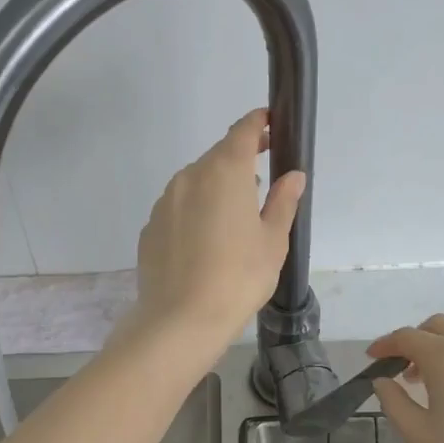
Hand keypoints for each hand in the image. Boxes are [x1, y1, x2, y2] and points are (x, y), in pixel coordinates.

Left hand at [124, 109, 305, 353]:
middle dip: (240, 162)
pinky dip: (195, 213)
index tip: (271, 122)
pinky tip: (205, 244)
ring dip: (216, 190)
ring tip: (234, 221)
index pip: (242, 132)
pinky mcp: (150, 227)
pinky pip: (178, 209)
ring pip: (195, 183)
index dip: (258, 123)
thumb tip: (293, 176)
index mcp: (224, 172)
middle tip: (260, 183)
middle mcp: (189, 177)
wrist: (181, 319)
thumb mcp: (273, 241)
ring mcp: (165, 202)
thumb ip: (282, 201)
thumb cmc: (238, 277)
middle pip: (217, 157)